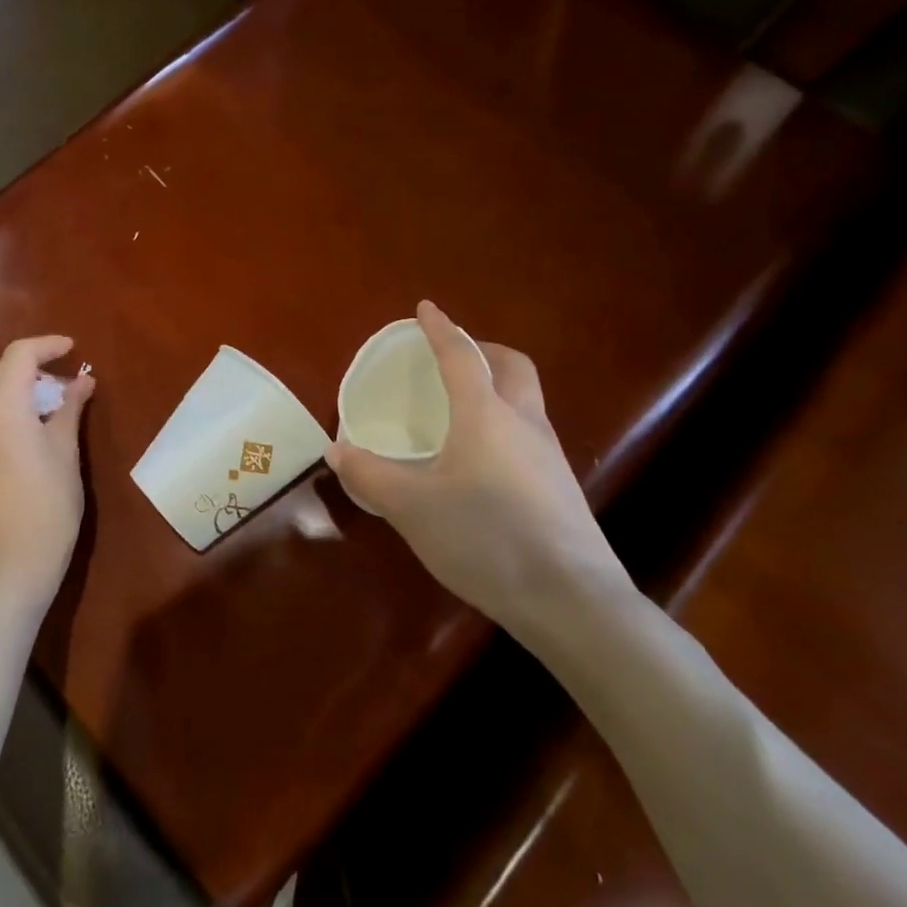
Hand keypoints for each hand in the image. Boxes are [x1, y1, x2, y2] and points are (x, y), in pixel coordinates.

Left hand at [0, 336, 96, 610]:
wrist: (10, 565)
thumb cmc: (48, 504)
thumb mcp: (66, 451)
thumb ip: (70, 407)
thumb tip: (82, 380)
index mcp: (0, 404)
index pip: (19, 355)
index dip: (48, 346)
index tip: (74, 350)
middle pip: (0, 371)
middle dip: (34, 367)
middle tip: (68, 380)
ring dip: (18, 387)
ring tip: (51, 403)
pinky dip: (5, 408)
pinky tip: (29, 427)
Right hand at [327, 301, 632, 627]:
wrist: (570, 599)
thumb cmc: (484, 537)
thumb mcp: (412, 508)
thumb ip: (370, 476)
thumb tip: (335, 450)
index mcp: (484, 414)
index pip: (460, 356)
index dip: (441, 329)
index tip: (426, 308)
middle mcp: (523, 422)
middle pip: (511, 365)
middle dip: (482, 349)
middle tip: (453, 357)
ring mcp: (549, 454)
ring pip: (526, 398)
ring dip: (497, 385)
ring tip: (464, 407)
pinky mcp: (561, 485)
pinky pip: (530, 431)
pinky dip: (505, 421)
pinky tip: (484, 459)